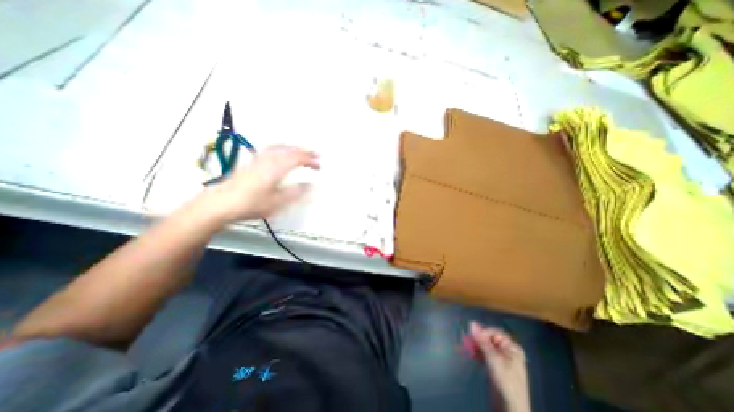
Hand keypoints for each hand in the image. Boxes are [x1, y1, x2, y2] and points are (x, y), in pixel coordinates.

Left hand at [208, 144, 319, 221]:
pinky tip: (281, 152)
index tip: (319, 165)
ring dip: (294, 148)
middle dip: (305, 151)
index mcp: (276, 168)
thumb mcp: (278, 201)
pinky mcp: (253, 162)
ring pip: (280, 147)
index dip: (310, 160)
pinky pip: (271, 149)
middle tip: (316, 154)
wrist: (222, 203)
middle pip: (290, 150)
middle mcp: (268, 159)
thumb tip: (311, 186)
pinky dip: (282, 148)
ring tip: (302, 151)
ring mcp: (259, 159)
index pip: (298, 158)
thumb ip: (297, 192)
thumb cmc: (251, 203)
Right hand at [473, 322, 530, 411]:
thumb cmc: (505, 383)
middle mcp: (508, 351)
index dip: (483, 332)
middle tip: (467, 342)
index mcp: (512, 348)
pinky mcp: (496, 366)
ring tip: (468, 349)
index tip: (471, 336)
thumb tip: (471, 323)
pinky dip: (478, 353)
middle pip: (490, 338)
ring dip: (476, 346)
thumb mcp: (493, 360)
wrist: (511, 410)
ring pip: (486, 345)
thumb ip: (482, 341)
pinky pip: (485, 353)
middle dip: (478, 339)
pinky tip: (472, 355)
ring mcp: (502, 359)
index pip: (495, 332)